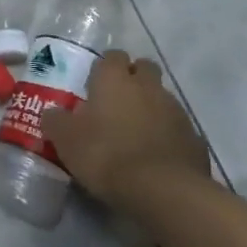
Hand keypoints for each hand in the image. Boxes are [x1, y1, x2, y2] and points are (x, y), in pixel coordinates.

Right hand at [41, 50, 209, 207]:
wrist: (162, 190)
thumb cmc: (106, 155)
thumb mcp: (66, 140)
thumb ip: (56, 121)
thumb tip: (52, 113)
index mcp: (115, 79)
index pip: (112, 56)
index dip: (104, 68)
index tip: (95, 85)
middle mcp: (147, 86)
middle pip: (143, 68)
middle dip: (133, 78)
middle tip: (117, 102)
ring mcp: (175, 109)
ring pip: (162, 97)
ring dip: (150, 107)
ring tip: (135, 133)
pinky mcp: (194, 136)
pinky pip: (176, 127)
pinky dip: (167, 134)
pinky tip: (155, 155)